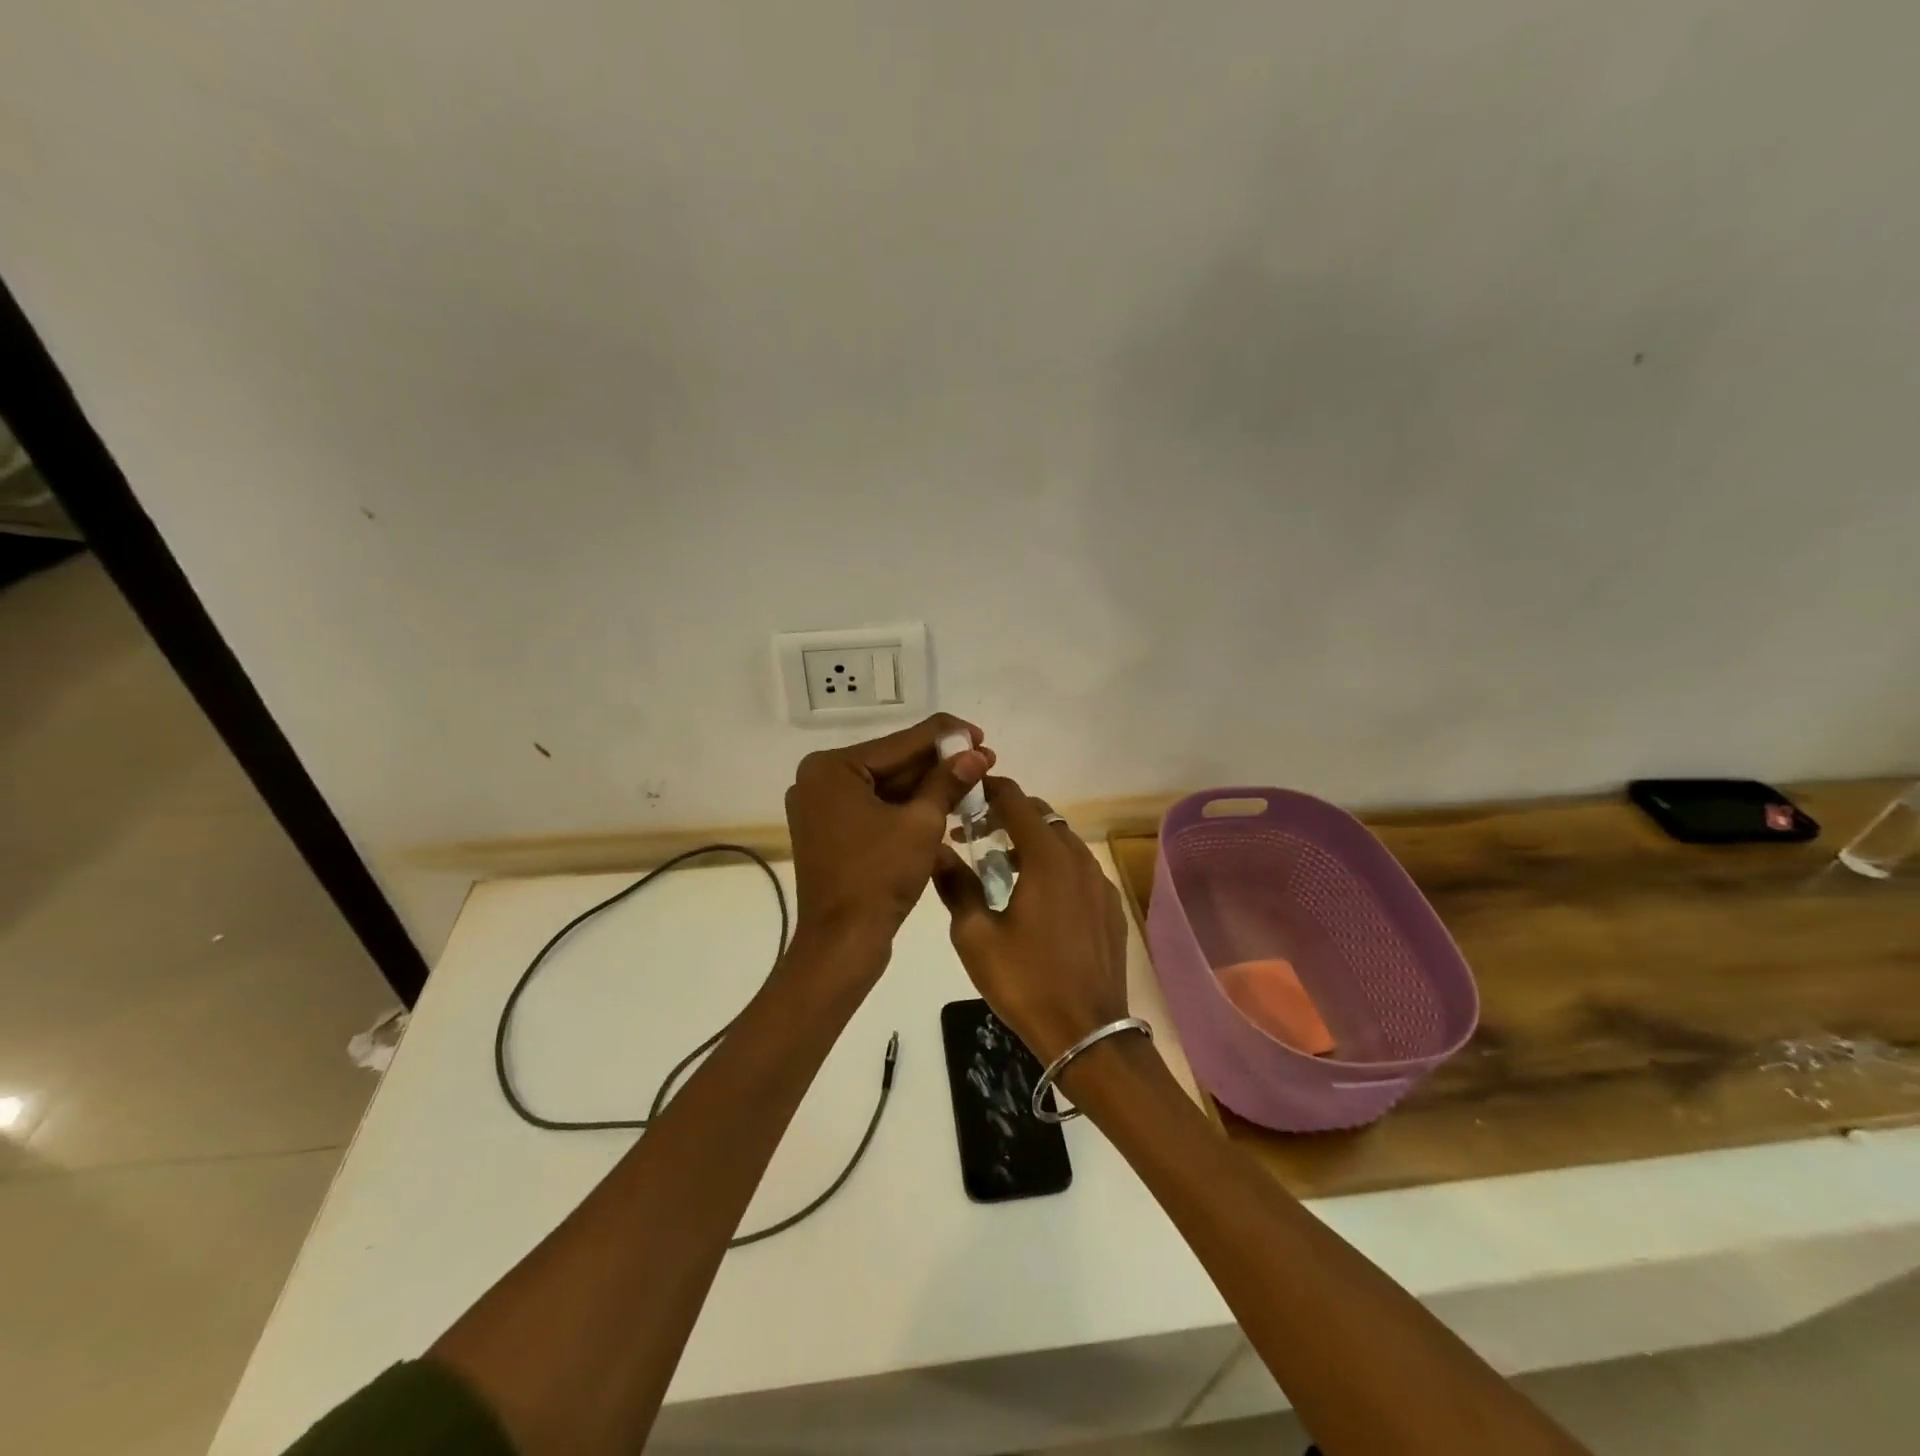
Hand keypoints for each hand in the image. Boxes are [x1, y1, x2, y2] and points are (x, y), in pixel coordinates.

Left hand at [785, 714, 991, 949]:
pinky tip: (946, 804)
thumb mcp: (921, 824)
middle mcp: (819, 781)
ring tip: (974, 780)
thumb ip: (948, 782)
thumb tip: (976, 753)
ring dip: (928, 787)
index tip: (981, 734)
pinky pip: (876, 809)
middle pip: (892, 763)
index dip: (945, 736)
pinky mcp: (831, 833)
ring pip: (886, 788)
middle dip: (939, 764)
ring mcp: (822, 808)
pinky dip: (908, 809)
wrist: (842, 944)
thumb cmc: (878, 877)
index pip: (900, 742)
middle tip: (984, 758)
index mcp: (831, 769)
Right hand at [932, 777, 1129, 1062]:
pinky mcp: (1110, 907)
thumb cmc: (1025, 982)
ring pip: (1063, 842)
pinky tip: (1037, 898)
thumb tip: (937, 851)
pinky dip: (1055, 866)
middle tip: (977, 833)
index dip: (989, 790)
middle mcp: (1078, 859)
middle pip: (1042, 816)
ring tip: (1002, 867)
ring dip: (1032, 841)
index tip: (965, 795)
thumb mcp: (975, 936)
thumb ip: (955, 885)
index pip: (1016, 800)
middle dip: (1009, 815)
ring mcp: (1100, 883)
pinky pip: (1079, 869)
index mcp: (1046, 858)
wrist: (1088, 1034)